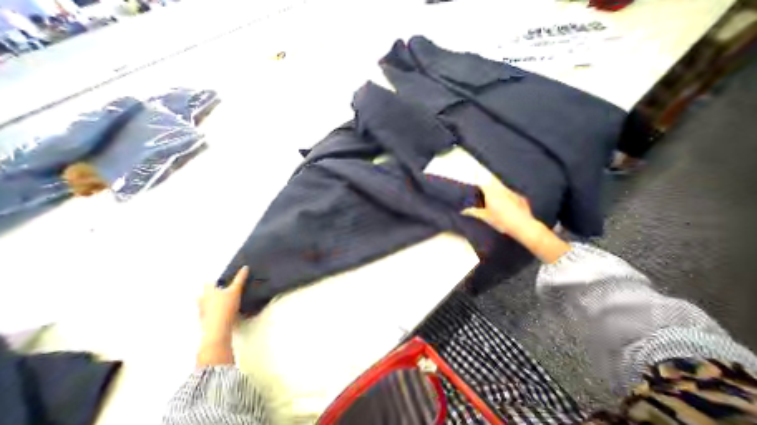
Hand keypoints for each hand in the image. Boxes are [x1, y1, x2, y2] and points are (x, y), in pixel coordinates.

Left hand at [198, 267, 247, 343]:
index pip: (208, 283)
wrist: (218, 328)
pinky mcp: (205, 320)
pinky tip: (222, 312)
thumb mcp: (236, 290)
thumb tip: (245, 267)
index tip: (222, 281)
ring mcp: (202, 311)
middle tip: (222, 291)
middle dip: (211, 292)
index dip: (214, 281)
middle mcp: (202, 300)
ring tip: (223, 302)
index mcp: (208, 291)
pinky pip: (208, 312)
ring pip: (205, 304)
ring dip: (211, 302)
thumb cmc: (226, 306)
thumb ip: (240, 278)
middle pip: (204, 294)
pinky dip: (213, 311)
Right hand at [461, 178, 567, 262]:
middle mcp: (501, 190)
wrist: (524, 226)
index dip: (478, 178)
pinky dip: (504, 195)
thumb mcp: (485, 217)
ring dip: (496, 187)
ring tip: (492, 193)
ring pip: (501, 186)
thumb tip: (463, 211)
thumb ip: (473, 212)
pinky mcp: (519, 197)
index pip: (483, 182)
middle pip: (492, 181)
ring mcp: (512, 192)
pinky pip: (508, 193)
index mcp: (491, 193)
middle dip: (486, 180)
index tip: (475, 174)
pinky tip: (504, 202)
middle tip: (482, 182)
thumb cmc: (501, 221)